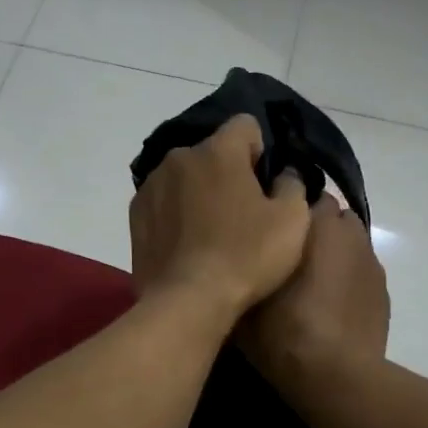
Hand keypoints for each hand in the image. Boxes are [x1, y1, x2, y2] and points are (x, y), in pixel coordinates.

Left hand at [129, 114, 310, 321]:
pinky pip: (164, 202)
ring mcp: (151, 186)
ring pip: (185, 177)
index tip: (265, 184)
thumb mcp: (293, 220)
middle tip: (242, 212)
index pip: (245, 125)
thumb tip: (282, 175)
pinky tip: (187, 244)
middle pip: (212, 153)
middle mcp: (179, 157)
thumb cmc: (247, 256)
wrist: (188, 302)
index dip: (261, 151)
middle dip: (228, 173)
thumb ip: (292, 184)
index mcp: (218, 151)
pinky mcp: (135, 215)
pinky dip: (176, 213)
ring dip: (199, 192)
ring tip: (211, 232)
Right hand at [239, 193, 388, 393]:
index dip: (285, 207)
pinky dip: (347, 277)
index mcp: (312, 223)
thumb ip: (243, 267)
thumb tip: (234, 257)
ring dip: (333, 250)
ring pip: (349, 240)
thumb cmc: (283, 331)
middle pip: (330, 214)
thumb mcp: (244, 301)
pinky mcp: (382, 289)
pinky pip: (360, 269)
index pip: (301, 191)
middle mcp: (346, 232)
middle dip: (312, 226)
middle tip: (287, 252)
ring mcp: (370, 260)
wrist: (336, 376)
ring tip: (311, 278)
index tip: (268, 225)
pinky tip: (331, 303)